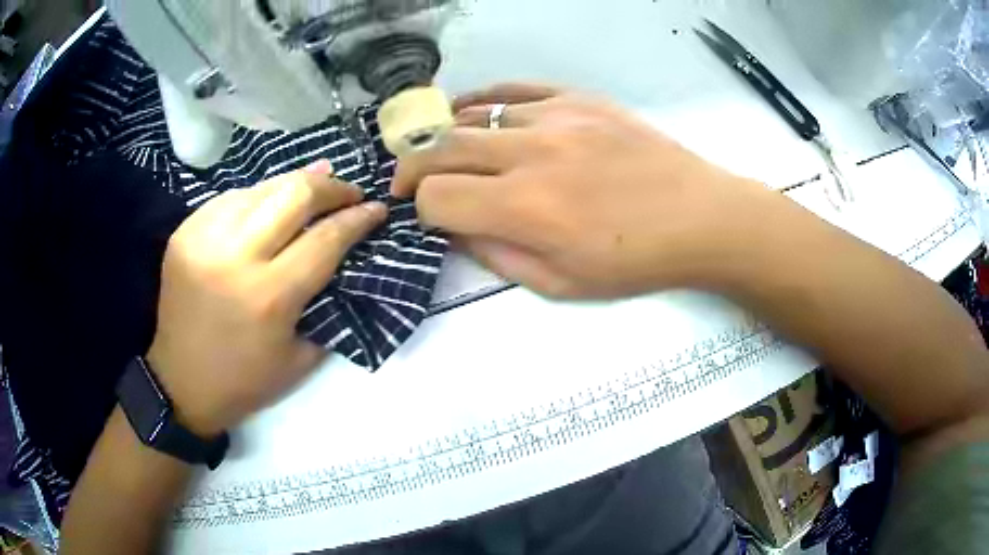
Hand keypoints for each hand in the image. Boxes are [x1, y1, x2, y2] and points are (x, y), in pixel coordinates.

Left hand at [147, 162, 386, 435]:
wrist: (180, 382)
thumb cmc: (246, 381)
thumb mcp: (301, 356)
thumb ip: (327, 302)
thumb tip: (345, 254)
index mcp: (269, 296)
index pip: (326, 238)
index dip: (358, 218)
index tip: (377, 208)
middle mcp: (236, 257)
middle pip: (295, 194)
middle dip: (332, 186)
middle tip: (349, 192)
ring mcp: (204, 237)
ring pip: (263, 187)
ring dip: (296, 184)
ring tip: (316, 186)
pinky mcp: (185, 232)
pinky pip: (232, 198)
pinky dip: (259, 196)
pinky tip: (270, 203)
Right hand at [392, 83, 785, 297]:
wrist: (701, 217)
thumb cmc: (636, 262)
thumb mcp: (562, 285)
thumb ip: (497, 255)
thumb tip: (456, 228)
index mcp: (526, 207)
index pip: (437, 195)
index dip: (422, 209)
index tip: (430, 217)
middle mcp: (531, 152)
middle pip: (441, 147)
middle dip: (413, 167)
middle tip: (412, 181)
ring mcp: (557, 116)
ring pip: (474, 114)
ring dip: (451, 137)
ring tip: (450, 152)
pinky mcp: (580, 99)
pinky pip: (516, 89)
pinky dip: (486, 100)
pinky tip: (477, 111)